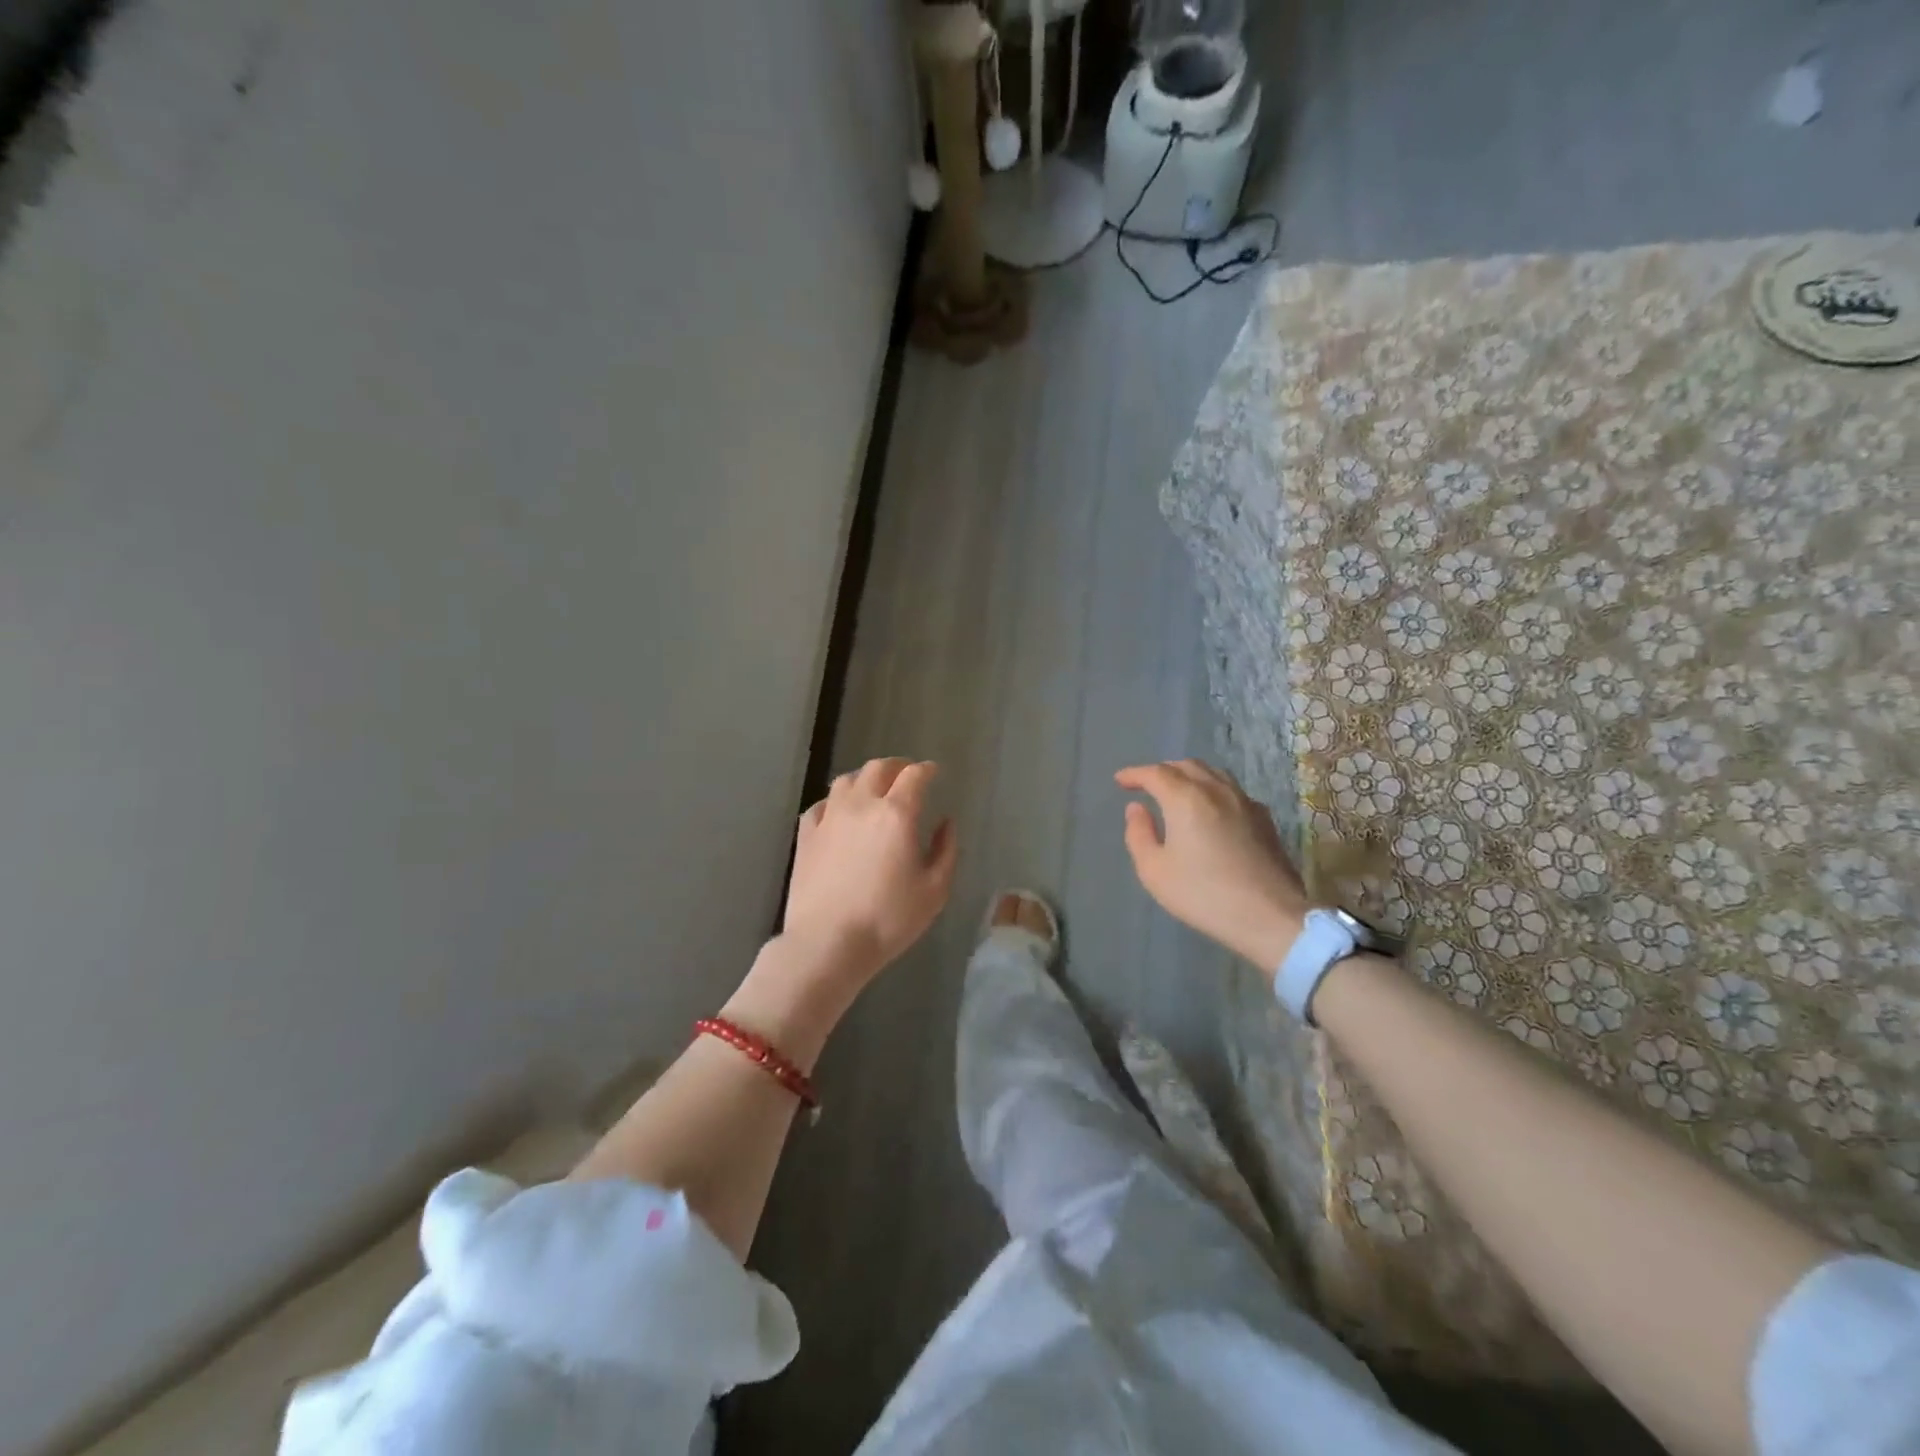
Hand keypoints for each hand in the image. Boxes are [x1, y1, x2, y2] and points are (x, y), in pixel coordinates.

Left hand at [783, 758, 957, 988]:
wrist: (827, 943)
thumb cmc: (889, 919)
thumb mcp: (934, 890)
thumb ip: (945, 850)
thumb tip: (945, 823)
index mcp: (896, 814)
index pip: (914, 776)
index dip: (926, 770)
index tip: (933, 772)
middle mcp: (861, 805)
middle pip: (877, 768)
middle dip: (896, 766)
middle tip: (906, 775)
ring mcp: (829, 818)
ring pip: (846, 781)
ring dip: (864, 779)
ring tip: (873, 789)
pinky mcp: (805, 836)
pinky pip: (821, 805)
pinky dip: (835, 802)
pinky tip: (839, 814)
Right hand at [1115, 759, 1307, 975]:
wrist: (1269, 916)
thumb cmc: (1203, 895)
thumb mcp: (1154, 870)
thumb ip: (1139, 834)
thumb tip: (1136, 808)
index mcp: (1185, 798)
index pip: (1155, 773)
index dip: (1135, 774)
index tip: (1120, 781)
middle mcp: (1216, 790)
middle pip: (1186, 766)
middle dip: (1163, 771)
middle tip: (1147, 785)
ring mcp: (1245, 802)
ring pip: (1213, 774)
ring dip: (1190, 775)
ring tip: (1178, 791)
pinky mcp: (1264, 819)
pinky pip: (1232, 791)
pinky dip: (1213, 790)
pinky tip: (1211, 809)